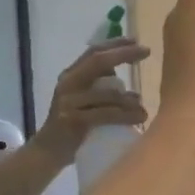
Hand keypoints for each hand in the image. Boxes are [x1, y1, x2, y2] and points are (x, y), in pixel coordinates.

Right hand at [33, 39, 150, 159]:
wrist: (48, 153)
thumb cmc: (74, 126)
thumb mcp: (85, 102)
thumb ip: (103, 91)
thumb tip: (133, 92)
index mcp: (71, 75)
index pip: (93, 52)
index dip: (115, 44)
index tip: (137, 41)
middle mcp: (68, 83)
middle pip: (98, 61)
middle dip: (123, 54)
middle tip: (146, 52)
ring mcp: (68, 101)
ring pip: (107, 93)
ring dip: (130, 100)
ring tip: (144, 110)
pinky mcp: (72, 120)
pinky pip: (106, 114)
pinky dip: (125, 116)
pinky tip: (139, 118)